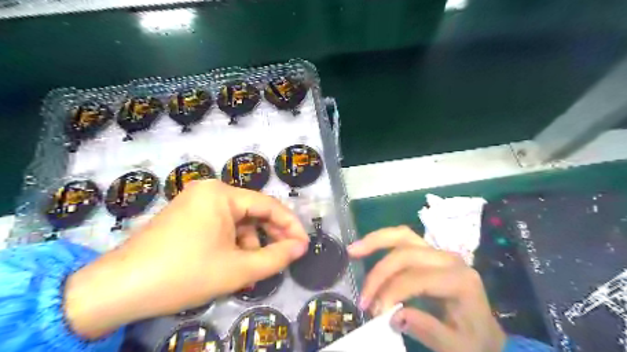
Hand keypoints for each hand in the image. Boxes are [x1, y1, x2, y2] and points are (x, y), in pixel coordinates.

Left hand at [64, 182, 309, 337]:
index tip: (303, 244)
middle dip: (269, 236)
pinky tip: (232, 266)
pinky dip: (231, 245)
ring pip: (236, 222)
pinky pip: (220, 227)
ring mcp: (195, 203)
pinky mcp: (186, 217)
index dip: (290, 225)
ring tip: (252, 270)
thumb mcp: (238, 269)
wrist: (117, 290)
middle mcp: (209, 191)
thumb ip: (276, 257)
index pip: (268, 205)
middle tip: (285, 257)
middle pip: (252, 212)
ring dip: (249, 245)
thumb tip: (301, 247)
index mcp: (222, 193)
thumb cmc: (184, 274)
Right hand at [347, 226, 502, 351]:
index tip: (376, 314)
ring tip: (352, 250)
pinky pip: (403, 238)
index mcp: (460, 280)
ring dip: (375, 242)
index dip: (393, 293)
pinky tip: (365, 246)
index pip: (418, 279)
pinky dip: (382, 240)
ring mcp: (438, 252)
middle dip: (380, 274)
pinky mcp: (428, 252)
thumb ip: (428, 330)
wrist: (485, 331)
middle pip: (406, 254)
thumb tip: (394, 316)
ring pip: (403, 236)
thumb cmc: (473, 340)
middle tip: (363, 298)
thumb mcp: (456, 346)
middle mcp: (449, 259)